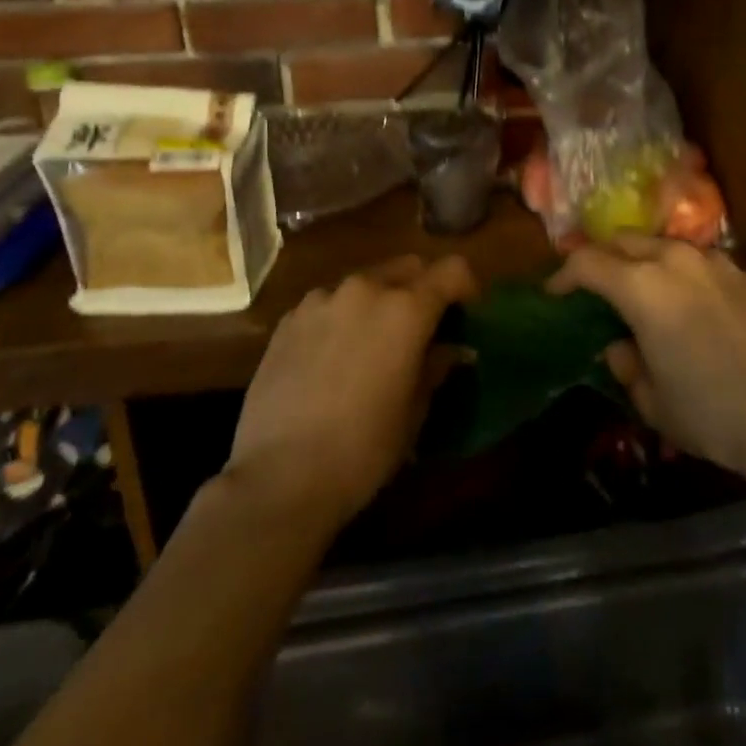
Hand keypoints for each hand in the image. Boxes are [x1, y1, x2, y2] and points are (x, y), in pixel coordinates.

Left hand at [224, 254, 475, 529]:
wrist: (277, 478)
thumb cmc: (362, 449)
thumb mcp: (414, 411)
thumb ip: (436, 367)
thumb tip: (453, 350)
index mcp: (406, 309)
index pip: (452, 270)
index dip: (467, 287)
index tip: (467, 314)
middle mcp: (365, 289)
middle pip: (408, 267)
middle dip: (422, 289)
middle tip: (423, 327)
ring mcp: (322, 300)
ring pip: (365, 282)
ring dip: (379, 301)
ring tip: (372, 343)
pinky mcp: (289, 319)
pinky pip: (329, 303)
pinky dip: (342, 317)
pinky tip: (332, 357)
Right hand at [549, 237, 745, 484]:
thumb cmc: (710, 411)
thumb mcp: (652, 400)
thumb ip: (626, 365)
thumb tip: (619, 346)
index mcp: (641, 287)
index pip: (588, 263)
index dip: (564, 276)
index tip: (555, 293)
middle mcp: (674, 261)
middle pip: (623, 241)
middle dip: (601, 258)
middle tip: (593, 287)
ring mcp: (712, 262)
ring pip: (661, 243)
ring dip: (640, 259)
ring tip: (638, 290)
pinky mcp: (741, 274)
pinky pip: (695, 259)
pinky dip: (676, 269)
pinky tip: (684, 300)